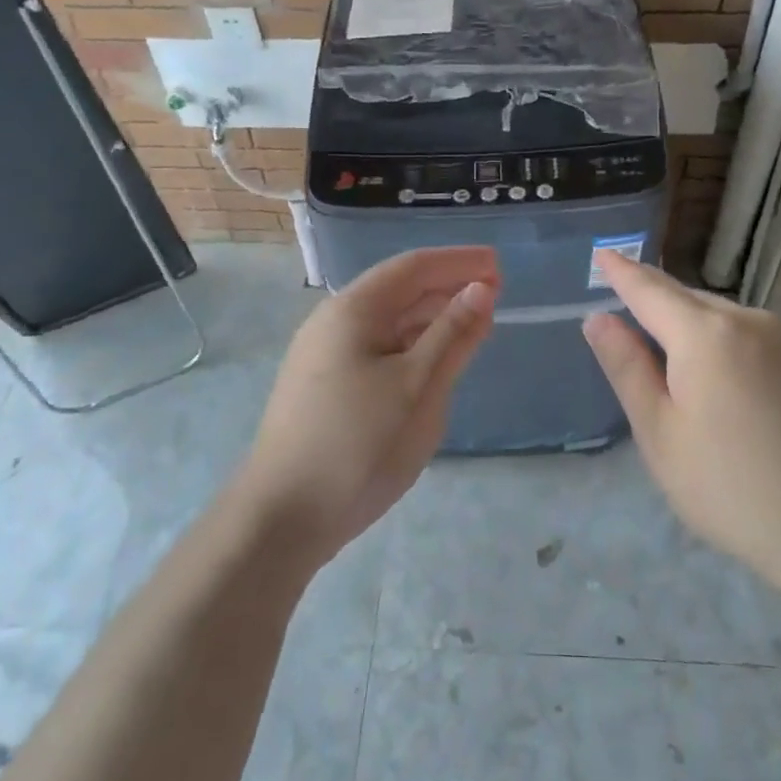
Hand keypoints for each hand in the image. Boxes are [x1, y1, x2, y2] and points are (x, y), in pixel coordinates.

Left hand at [234, 246, 497, 567]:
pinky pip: (377, 350)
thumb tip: (481, 288)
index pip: (413, 267)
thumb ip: (452, 334)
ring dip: (431, 318)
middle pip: (398, 291)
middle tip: (495, 293)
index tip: (499, 263)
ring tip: (473, 325)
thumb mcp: (418, 387)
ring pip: (388, 323)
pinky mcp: (324, 387)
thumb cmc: (357, 445)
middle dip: (447, 287)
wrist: (281, 519)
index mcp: (352, 310)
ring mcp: (324, 356)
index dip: (458, 261)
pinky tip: (433, 362)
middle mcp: (333, 322)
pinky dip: (412, 346)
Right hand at [582, 251, 780, 605]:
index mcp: (704, 333)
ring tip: (658, 346)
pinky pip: (742, 335)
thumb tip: (598, 318)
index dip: (620, 272)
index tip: (601, 253)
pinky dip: (713, 340)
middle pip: (684, 298)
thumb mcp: (661, 434)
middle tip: (620, 306)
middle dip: (650, 298)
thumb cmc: (733, 488)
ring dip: (682, 322)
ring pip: (715, 316)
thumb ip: (627, 368)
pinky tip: (710, 374)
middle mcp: (745, 320)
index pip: (648, 289)